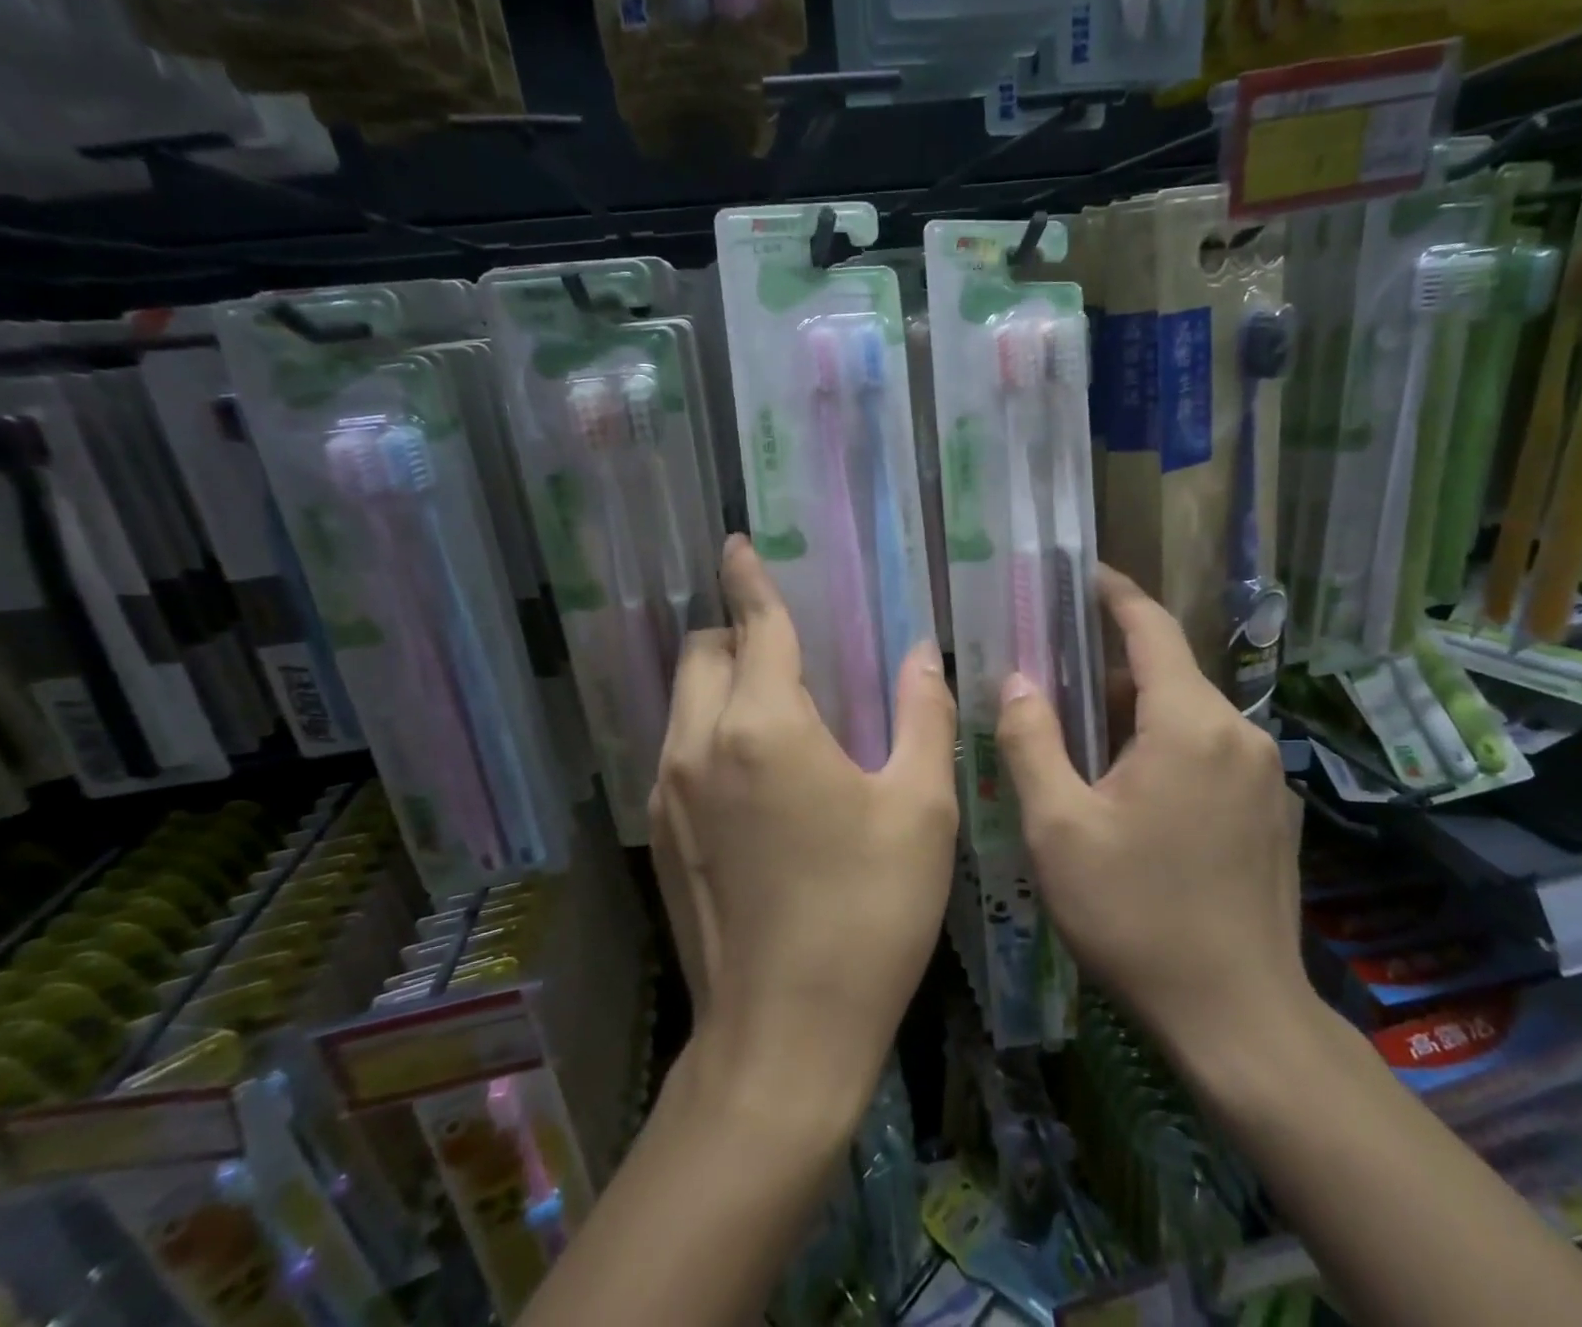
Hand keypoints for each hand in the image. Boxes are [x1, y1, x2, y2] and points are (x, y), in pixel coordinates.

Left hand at [650, 536, 958, 1107]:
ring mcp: (668, 791)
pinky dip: (708, 726)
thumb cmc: (868, 913)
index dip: (749, 579)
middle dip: (736, 630)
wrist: (783, 1037)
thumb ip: (922, 715)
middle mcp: (699, 744)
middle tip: (788, 646)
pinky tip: (755, 767)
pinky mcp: (660, 833)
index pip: (754, 625)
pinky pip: (677, 746)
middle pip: (702, 651)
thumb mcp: (920, 807)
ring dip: (720, 679)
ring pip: (683, 698)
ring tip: (776, 701)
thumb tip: (920, 655)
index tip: (738, 545)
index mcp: (765, 726)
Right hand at [996, 567, 1308, 1055]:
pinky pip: (1208, 752)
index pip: (1151, 629)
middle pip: (1167, 674)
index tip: (1083, 573)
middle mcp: (1239, 734)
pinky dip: (1164, 747)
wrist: (1238, 1017)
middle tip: (1052, 679)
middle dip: (1109, 668)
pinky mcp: (1271, 812)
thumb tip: (1018, 681)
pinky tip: (1130, 791)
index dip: (1115, 595)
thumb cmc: (1134, 916)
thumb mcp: (1058, 827)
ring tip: (1079, 741)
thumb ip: (1031, 741)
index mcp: (1190, 724)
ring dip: (1134, 714)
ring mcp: (1263, 775)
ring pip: (1187, 716)